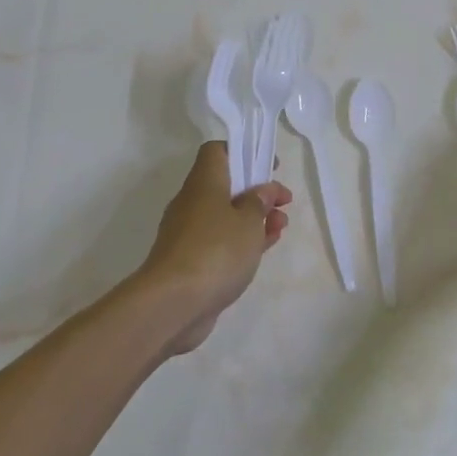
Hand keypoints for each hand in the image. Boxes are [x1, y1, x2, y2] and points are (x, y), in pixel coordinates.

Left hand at [131, 142, 289, 354]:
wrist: (173, 303)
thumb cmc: (216, 250)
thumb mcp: (248, 221)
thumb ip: (259, 202)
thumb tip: (262, 190)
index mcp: (203, 182)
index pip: (217, 152)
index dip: (243, 153)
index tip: (268, 167)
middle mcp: (192, 202)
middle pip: (225, 185)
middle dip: (257, 192)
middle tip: (283, 203)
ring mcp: (189, 234)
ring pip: (225, 216)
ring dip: (254, 219)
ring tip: (281, 227)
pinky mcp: (191, 261)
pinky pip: (221, 241)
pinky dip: (242, 241)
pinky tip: (264, 248)